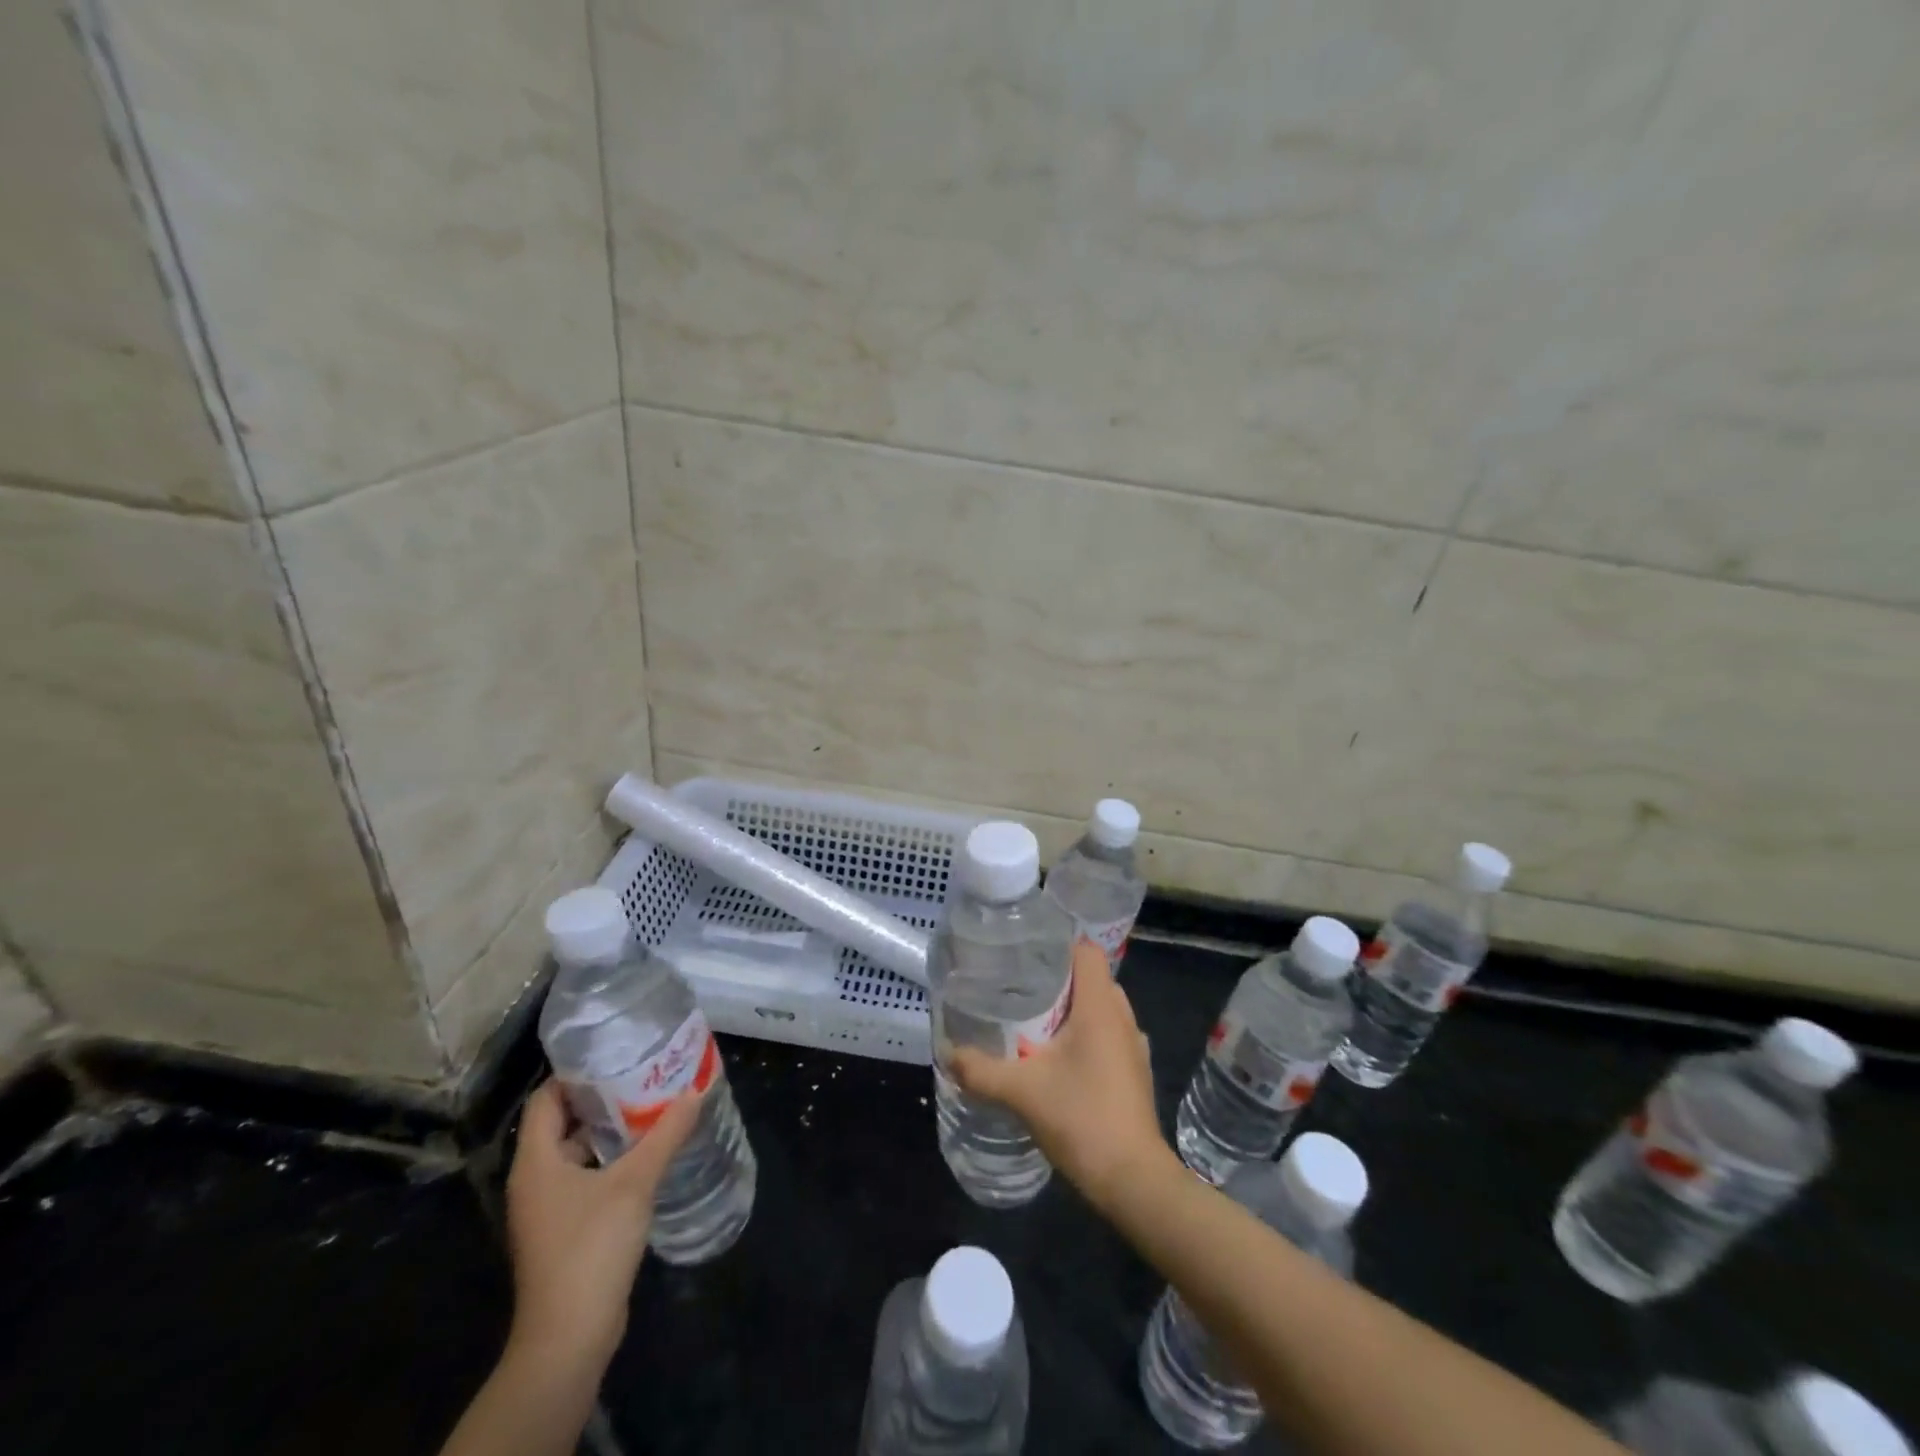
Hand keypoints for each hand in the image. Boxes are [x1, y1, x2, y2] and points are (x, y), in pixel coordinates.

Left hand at [503, 1079, 700, 1371]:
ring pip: (577, 1153)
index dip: (576, 1073)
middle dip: (602, 1098)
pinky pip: (586, 1179)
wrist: (569, 1338)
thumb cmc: (591, 1247)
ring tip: (654, 1107)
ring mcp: (548, 1208)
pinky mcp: (564, 1230)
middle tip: (644, 1074)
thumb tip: (694, 1091)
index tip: (616, 1053)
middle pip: (563, 1123)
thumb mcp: (635, 1182)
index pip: (546, 1098)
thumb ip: (666, 1134)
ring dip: (611, 1131)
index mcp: (536, 1162)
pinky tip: (648, 1154)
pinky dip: (612, 1161)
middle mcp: (535, 1180)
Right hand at [949, 940, 1171, 1212]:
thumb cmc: (1082, 1119)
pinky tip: (1060, 1058)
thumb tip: (949, 1053)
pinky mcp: (1135, 1071)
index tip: (1026, 953)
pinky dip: (1087, 1035)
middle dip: (1058, 979)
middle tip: (1019, 987)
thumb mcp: (1022, 1092)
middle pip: (1091, 978)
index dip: (1058, 944)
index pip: (1086, 951)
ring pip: (1101, 1008)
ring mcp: (1134, 1045)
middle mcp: (1122, 1017)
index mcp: (1101, 1006)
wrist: (1133, 1179)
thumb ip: (982, 1071)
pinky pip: (1109, 1034)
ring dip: (1073, 1009)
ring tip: (1035, 1020)